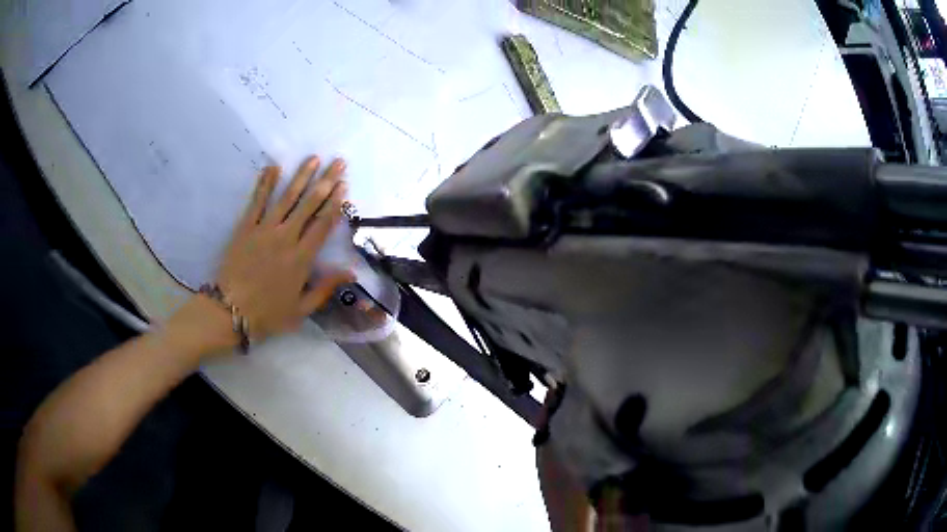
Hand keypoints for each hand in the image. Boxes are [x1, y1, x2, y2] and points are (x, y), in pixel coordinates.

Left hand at [214, 156, 353, 340]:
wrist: (230, 312)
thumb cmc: (267, 314)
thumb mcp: (301, 310)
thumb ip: (325, 289)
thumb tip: (351, 272)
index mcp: (302, 259)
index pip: (323, 224)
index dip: (335, 203)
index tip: (344, 185)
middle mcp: (286, 238)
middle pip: (309, 204)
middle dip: (325, 181)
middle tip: (338, 163)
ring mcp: (264, 230)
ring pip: (287, 197)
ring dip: (301, 176)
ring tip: (313, 158)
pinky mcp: (246, 228)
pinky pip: (257, 201)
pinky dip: (265, 183)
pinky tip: (273, 167)